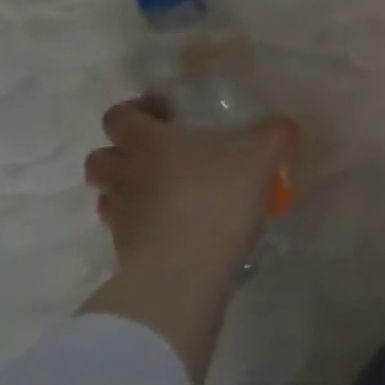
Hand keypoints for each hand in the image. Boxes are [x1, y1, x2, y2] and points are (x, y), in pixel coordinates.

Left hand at [83, 98, 295, 292]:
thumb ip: (274, 137)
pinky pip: (122, 229)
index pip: (119, 116)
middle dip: (120, 153)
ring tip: (160, 194)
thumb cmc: (218, 202)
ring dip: (125, 189)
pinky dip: (139, 224)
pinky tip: (169, 228)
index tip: (163, 115)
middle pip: (100, 157)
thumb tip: (284, 124)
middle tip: (155, 157)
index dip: (134, 111)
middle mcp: (126, 174)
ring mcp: (120, 215)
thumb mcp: (260, 162)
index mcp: (150, 143)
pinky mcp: (123, 250)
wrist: (184, 273)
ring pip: (106, 194)